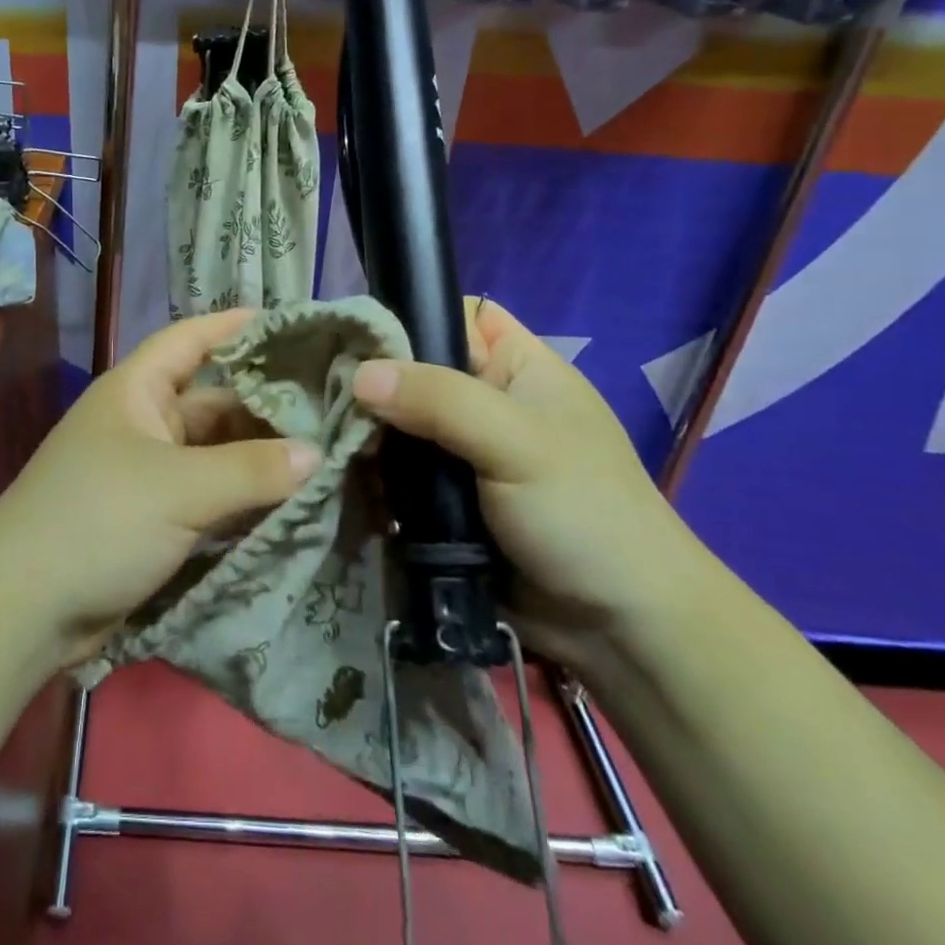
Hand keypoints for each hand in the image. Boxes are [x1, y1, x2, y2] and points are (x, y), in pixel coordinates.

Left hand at [0, 310, 317, 667]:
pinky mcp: (153, 520)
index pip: (190, 339)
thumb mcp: (179, 488)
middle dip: (264, 403)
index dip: (234, 326)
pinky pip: (208, 496)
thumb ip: (251, 469)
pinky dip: (243, 497)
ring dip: (259, 456)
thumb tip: (316, 453)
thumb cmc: (99, 521)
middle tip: (329, 404)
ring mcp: (147, 474)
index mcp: (137, 392)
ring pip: (214, 453)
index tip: (288, 324)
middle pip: (212, 400)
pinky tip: (290, 500)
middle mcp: (143, 424)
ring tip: (325, 451)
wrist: (23, 609)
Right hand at [351, 296, 712, 672]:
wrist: (619, 629)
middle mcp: (485, 399)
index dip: (408, 318)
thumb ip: (439, 400)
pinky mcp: (444, 498)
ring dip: (368, 437)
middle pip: (413, 371)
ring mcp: (462, 451)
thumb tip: (358, 375)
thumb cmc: (583, 513)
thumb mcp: (516, 442)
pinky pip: (398, 472)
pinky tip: (347, 481)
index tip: (355, 340)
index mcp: (516, 365)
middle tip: (326, 399)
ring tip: (329, 445)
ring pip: (398, 424)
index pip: (452, 315)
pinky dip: (375, 477)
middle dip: (373, 385)